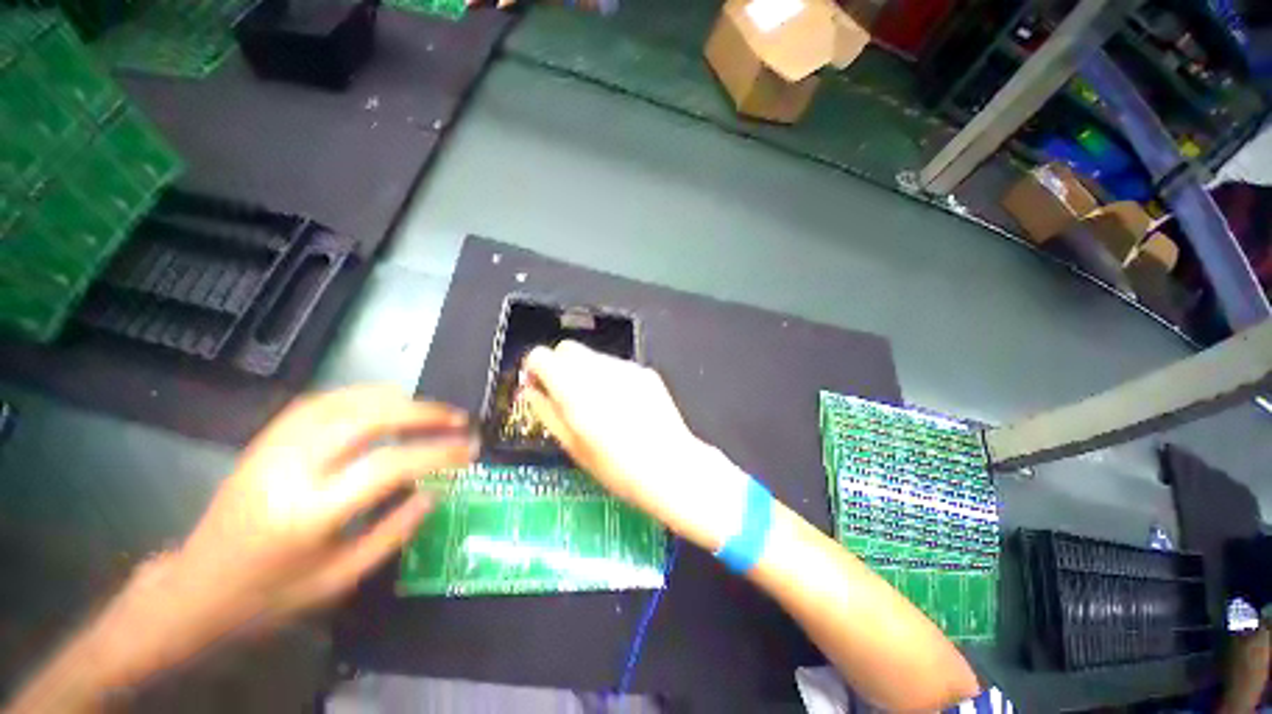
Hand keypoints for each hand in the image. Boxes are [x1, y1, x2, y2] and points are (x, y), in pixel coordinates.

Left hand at [3, 388, 476, 711]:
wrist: (209, 580)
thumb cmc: (273, 597)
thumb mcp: (337, 583)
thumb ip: (385, 537)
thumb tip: (427, 496)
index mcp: (313, 512)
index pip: (387, 466)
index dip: (434, 453)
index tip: (468, 450)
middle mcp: (293, 463)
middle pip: (365, 416)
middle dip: (417, 410)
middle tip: (455, 417)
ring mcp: (275, 441)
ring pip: (340, 399)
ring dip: (388, 396)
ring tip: (424, 408)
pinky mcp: (265, 435)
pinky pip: (317, 403)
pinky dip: (353, 397)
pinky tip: (373, 406)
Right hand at [522, 341, 749, 550]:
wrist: (671, 468)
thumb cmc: (617, 468)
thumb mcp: (572, 447)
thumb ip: (546, 413)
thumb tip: (530, 393)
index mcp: (573, 388)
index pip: (541, 356)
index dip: (534, 370)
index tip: (535, 387)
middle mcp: (598, 370)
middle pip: (566, 349)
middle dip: (558, 367)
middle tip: (561, 397)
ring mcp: (625, 369)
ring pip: (592, 357)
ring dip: (583, 373)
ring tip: (594, 408)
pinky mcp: (645, 373)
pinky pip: (616, 367)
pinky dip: (609, 379)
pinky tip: (620, 409)